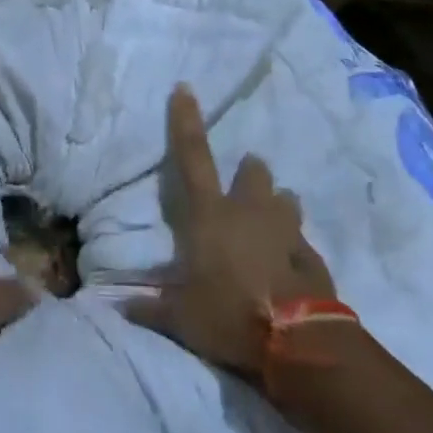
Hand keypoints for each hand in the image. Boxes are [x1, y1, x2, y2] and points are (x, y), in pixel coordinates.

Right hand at [128, 85, 336, 376]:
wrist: (299, 345)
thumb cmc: (230, 316)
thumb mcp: (182, 318)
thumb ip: (151, 308)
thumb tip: (118, 307)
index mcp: (211, 215)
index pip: (192, 156)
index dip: (185, 120)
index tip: (185, 87)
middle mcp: (249, 212)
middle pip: (253, 173)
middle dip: (249, 172)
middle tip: (245, 182)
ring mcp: (286, 232)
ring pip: (285, 200)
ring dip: (277, 205)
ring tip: (271, 218)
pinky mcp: (313, 258)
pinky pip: (301, 242)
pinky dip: (294, 248)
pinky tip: (290, 265)